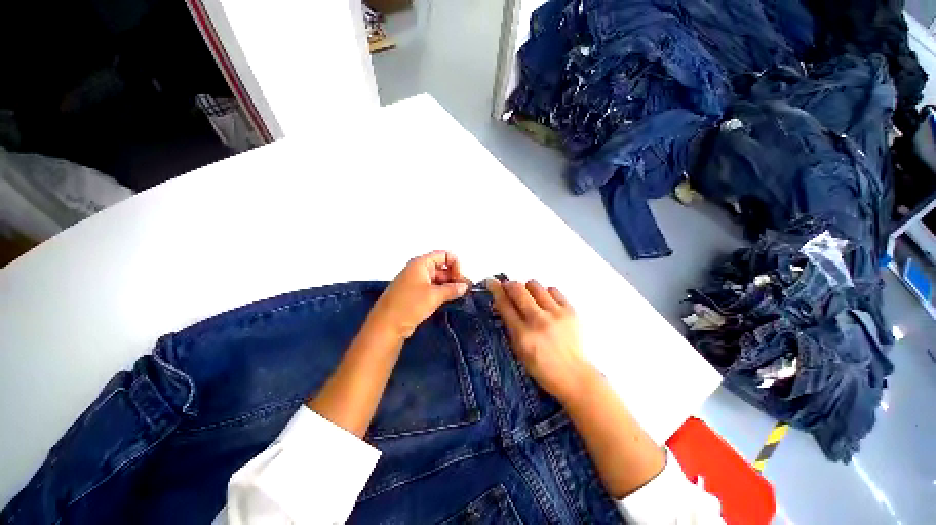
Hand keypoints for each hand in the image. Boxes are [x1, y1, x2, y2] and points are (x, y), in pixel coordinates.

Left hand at [366, 251, 469, 339]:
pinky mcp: (415, 294)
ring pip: (438, 279)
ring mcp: (416, 282)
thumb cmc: (409, 305)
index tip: (460, 280)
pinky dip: (442, 292)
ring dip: (449, 286)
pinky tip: (450, 299)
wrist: (387, 325)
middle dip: (454, 277)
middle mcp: (418, 269)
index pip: (444, 256)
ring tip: (460, 296)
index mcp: (421, 263)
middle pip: (442, 267)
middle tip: (465, 290)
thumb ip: (452, 289)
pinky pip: (432, 288)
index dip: (455, 265)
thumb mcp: (434, 296)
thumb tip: (465, 286)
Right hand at [486, 279, 591, 402]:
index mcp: (523, 335)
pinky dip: (546, 293)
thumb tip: (502, 302)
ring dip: (528, 289)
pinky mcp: (570, 310)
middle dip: (510, 285)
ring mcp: (556, 313)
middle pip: (518, 289)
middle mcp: (538, 321)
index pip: (505, 305)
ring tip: (530, 298)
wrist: (573, 375)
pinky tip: (546, 303)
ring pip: (534, 285)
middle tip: (509, 287)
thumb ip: (510, 325)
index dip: (496, 290)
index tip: (491, 281)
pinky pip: (553, 290)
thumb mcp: (518, 349)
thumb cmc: (541, 366)